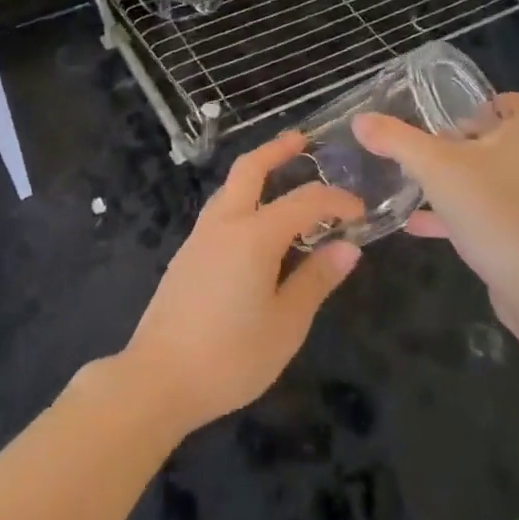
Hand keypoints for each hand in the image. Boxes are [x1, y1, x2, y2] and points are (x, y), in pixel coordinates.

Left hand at [120, 132, 363, 433]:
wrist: (158, 378)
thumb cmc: (230, 357)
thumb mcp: (286, 324)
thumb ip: (316, 280)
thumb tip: (348, 247)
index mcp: (254, 235)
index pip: (305, 201)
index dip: (336, 200)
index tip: (360, 211)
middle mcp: (224, 224)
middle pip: (249, 169)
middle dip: (276, 150)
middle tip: (302, 141)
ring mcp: (199, 237)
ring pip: (230, 188)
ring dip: (256, 174)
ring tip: (282, 179)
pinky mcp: (186, 255)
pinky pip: (219, 211)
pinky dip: (243, 200)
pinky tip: (255, 226)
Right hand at [352, 93, 518, 335]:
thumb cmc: (494, 211)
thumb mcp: (435, 168)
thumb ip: (397, 140)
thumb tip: (361, 119)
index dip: (504, 101)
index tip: (469, 110)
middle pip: (507, 139)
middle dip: (468, 139)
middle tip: (432, 142)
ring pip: (495, 177)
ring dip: (460, 176)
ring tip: (420, 179)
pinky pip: (488, 213)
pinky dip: (456, 213)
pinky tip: (417, 224)